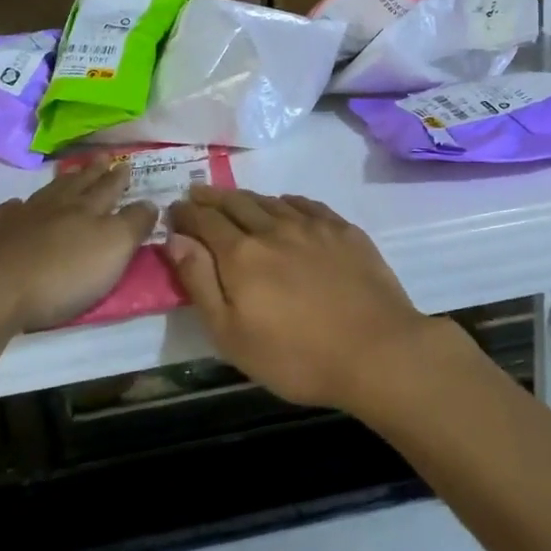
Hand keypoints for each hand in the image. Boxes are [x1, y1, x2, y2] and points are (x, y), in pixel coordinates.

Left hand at [0, 160, 155, 367]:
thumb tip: (150, 201)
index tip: (127, 163)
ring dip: (58, 185)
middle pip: (77, 185)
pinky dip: (14, 209)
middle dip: (93, 172)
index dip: (119, 177)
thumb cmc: (61, 275)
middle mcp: (53, 206)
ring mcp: (17, 219)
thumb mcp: (113, 250)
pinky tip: (14, 208)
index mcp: (87, 209)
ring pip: (43, 194)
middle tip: (102, 158)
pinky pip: (4, 214)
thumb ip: (134, 224)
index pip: (109, 188)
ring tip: (66, 176)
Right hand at [164, 187, 446, 412]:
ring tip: (235, 199)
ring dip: (246, 197)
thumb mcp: (232, 335)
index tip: (175, 209)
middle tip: (197, 193)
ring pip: (270, 201)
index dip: (186, 213)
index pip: (205, 221)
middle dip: (211, 197)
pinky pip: (306, 204)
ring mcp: (312, 226)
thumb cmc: (296, 356)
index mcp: (241, 254)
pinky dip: (286, 202)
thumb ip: (200, 283)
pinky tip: (285, 205)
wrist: (376, 350)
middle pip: (236, 203)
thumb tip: (176, 239)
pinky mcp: (343, 230)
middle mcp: (273, 228)